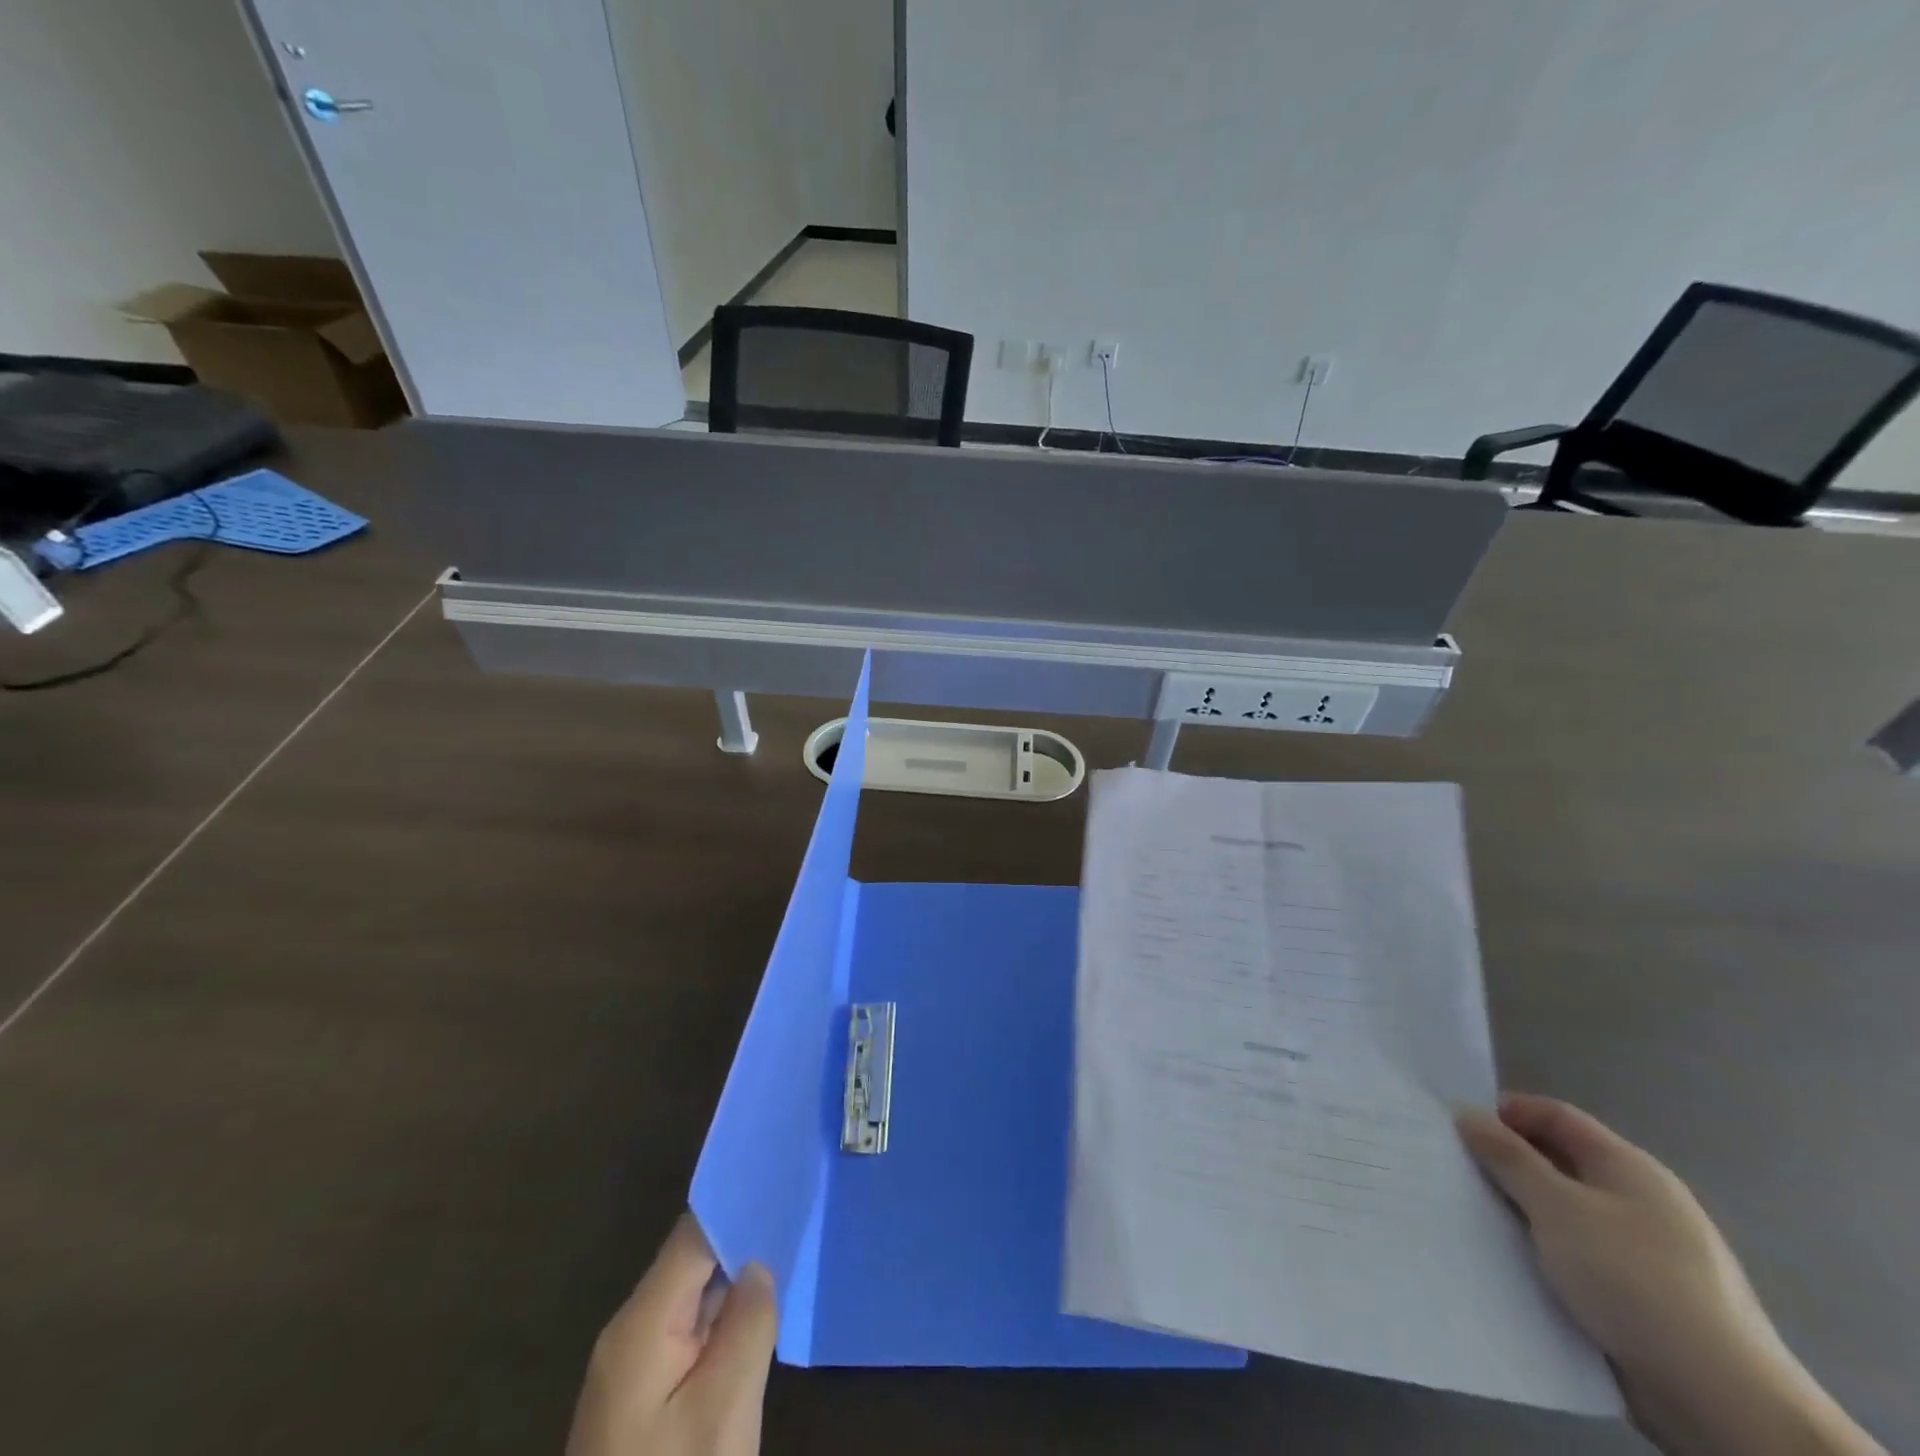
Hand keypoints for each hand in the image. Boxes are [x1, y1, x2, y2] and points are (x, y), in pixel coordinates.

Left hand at [567, 1213, 776, 1455]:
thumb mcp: (724, 1411)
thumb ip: (748, 1323)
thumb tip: (757, 1266)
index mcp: (641, 1324)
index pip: (693, 1236)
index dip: (737, 1207)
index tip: (781, 1186)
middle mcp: (628, 1333)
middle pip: (689, 1263)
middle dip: (740, 1243)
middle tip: (794, 1219)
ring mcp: (628, 1367)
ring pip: (689, 1298)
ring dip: (731, 1283)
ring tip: (784, 1253)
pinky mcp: (637, 1396)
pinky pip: (683, 1334)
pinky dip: (719, 1320)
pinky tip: (753, 1315)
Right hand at [1457, 1093, 1881, 1455]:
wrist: (1725, 1404)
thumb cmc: (1635, 1281)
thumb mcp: (1557, 1207)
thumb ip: (1508, 1157)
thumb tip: (1468, 1114)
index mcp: (1628, 1167)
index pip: (1555, 1115)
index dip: (1505, 1112)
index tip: (1457, 1128)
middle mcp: (1639, 1201)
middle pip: (1558, 1162)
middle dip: (1506, 1164)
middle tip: (1456, 1173)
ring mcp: (1644, 1254)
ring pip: (1564, 1214)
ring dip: (1521, 1213)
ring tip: (1473, 1219)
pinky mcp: (1641, 1300)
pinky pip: (1577, 1259)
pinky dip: (1544, 1255)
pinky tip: (1514, 1266)